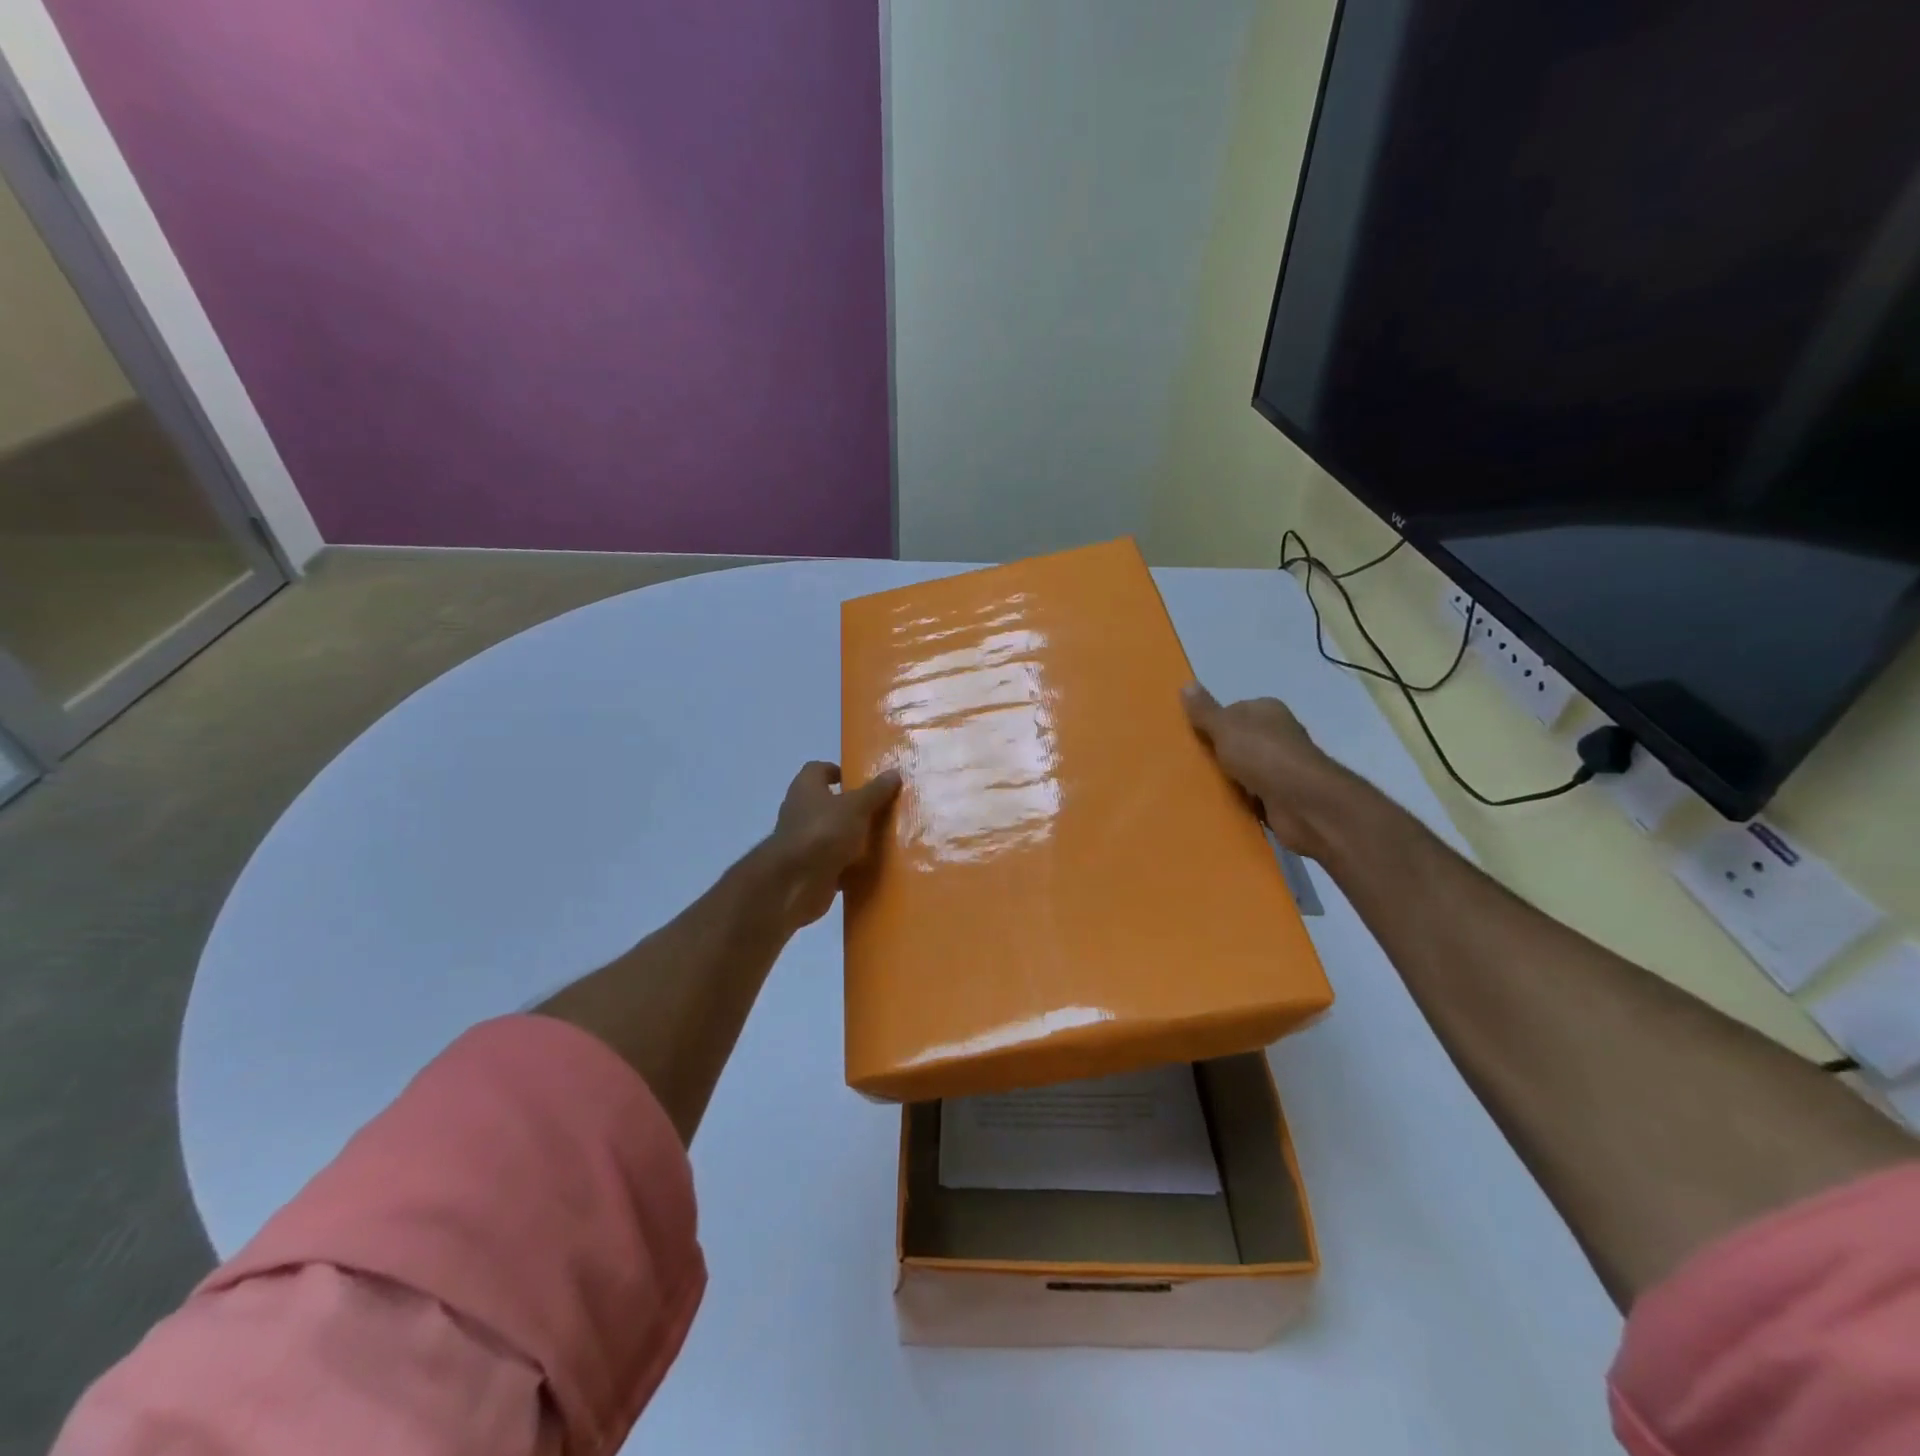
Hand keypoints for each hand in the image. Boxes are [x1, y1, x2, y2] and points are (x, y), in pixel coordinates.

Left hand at [766, 761, 901, 927]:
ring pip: (831, 833)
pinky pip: (833, 861)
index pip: (818, 769)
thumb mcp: (856, 806)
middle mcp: (800, 811)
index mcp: (806, 788)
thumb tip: (894, 772)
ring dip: (850, 835)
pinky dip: (848, 863)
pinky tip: (870, 865)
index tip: (861, 779)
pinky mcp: (809, 868)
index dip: (837, 771)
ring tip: (881, 837)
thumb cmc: (824, 832)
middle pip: (826, 802)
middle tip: (879, 808)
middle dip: (850, 805)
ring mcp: (802, 842)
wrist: (795, 883)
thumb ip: (875, 791)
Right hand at [1182, 684, 1350, 859]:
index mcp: (1268, 710)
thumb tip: (1186, 684)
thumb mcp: (1226, 727)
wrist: (1302, 802)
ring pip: (1243, 768)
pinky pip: (1251, 794)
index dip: (1212, 723)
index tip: (1191, 737)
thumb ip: (1205, 710)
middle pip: (1238, 740)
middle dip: (1217, 752)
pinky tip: (1218, 803)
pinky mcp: (1282, 794)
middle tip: (1188, 762)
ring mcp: (1281, 766)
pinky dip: (1238, 799)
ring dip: (1227, 778)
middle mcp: (1277, 734)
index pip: (1233, 710)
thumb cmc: (1263, 755)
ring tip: (1196, 785)